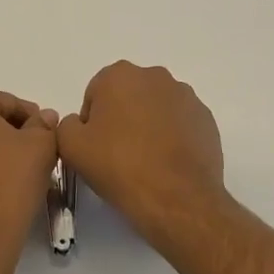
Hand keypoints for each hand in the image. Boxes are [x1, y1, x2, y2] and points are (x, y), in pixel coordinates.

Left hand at [0, 92, 58, 266]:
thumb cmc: (11, 181)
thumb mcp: (40, 145)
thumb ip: (44, 125)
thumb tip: (44, 117)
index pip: (6, 102)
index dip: (32, 116)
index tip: (48, 134)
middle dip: (13, 132)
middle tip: (37, 151)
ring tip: (21, 170)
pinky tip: (1, 186)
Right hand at [56, 62, 228, 251]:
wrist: (177, 198)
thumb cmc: (119, 166)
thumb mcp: (71, 146)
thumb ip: (67, 125)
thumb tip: (81, 124)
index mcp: (120, 75)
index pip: (96, 94)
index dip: (91, 123)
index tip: (95, 148)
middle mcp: (155, 76)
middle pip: (128, 97)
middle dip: (121, 119)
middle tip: (117, 155)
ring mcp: (186, 97)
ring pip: (155, 109)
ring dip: (148, 127)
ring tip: (144, 162)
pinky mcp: (206, 120)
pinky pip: (180, 124)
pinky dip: (172, 138)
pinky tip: (166, 165)